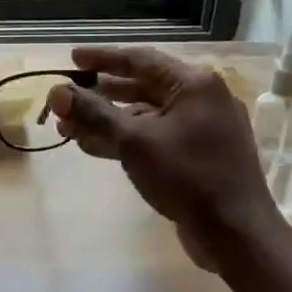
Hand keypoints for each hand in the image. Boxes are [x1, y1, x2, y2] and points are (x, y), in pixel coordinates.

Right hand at [47, 46, 280, 271]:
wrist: (235, 233)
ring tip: (69, 128)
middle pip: (141, 87)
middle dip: (99, 95)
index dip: (103, 58)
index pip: (140, 59)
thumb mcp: (134, 141)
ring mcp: (201, 129)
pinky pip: (154, 137)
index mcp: (194, 85)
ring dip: (107, 121)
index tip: (73, 58)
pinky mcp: (196, 156)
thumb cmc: (187, 176)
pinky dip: (125, 140)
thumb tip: (56, 92)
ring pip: (145, 116)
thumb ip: (94, 113)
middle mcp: (201, 100)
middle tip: (66, 99)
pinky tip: (93, 147)